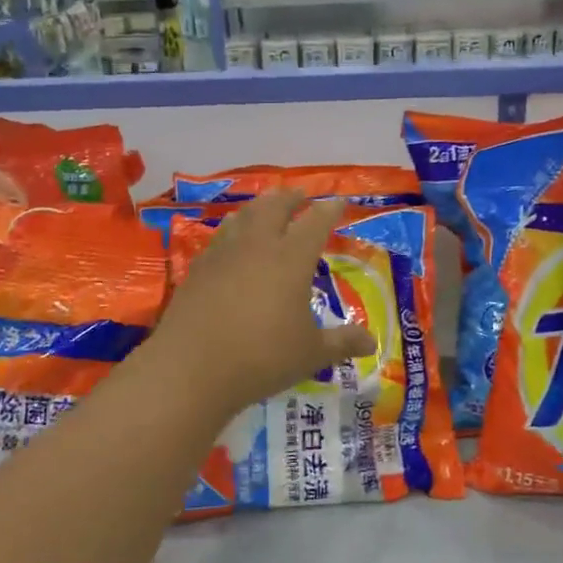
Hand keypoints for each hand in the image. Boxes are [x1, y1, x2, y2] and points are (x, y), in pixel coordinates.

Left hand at [150, 191, 375, 417]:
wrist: (191, 368)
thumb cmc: (261, 358)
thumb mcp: (310, 354)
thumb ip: (341, 343)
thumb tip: (371, 342)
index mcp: (291, 260)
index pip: (315, 223)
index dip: (329, 210)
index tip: (339, 202)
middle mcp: (257, 246)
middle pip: (274, 207)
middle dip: (290, 197)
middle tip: (300, 194)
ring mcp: (223, 254)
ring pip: (243, 216)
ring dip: (259, 206)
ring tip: (265, 207)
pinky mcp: (198, 269)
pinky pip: (220, 236)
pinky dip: (233, 229)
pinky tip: (231, 240)